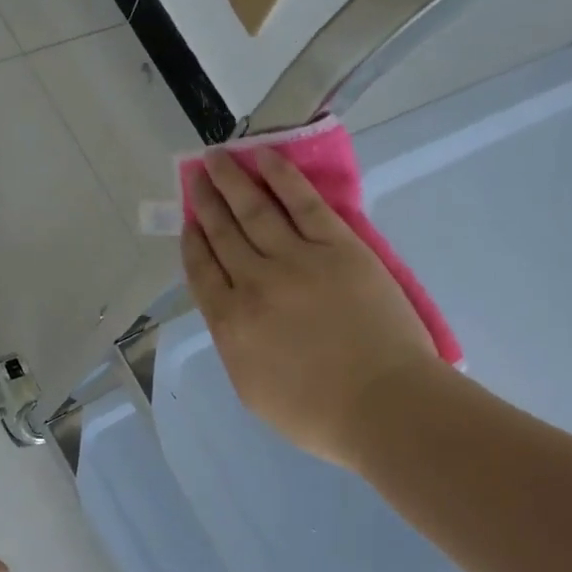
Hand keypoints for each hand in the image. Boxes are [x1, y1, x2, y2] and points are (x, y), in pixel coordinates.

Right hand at [181, 147, 437, 468]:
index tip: (188, 221)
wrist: (383, 405)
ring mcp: (296, 259)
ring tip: (217, 157)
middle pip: (223, 232)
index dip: (192, 241)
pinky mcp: (338, 246)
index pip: (201, 270)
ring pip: (254, 210)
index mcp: (230, 323)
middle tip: (195, 173)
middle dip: (205, 201)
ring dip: (232, 180)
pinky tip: (265, 157)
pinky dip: (282, 177)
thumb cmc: (317, 414)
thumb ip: (235, 345)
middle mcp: (254, 283)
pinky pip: (303, 202)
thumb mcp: (252, 390)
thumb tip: (233, 313)